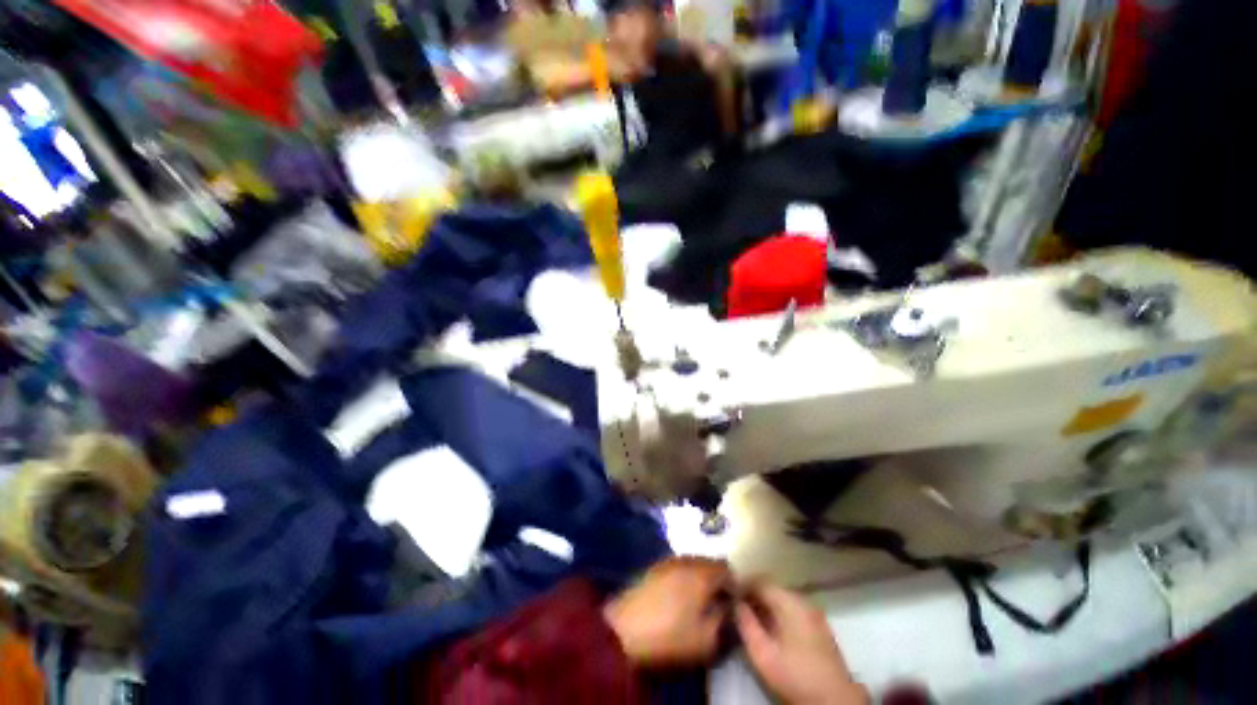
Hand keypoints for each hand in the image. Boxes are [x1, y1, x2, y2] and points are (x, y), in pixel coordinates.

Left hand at [603, 557, 732, 668]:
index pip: (727, 569)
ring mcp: (668, 561)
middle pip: (710, 563)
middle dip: (717, 579)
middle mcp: (687, 560)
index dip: (734, 585)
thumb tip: (729, 608)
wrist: (624, 629)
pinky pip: (678, 567)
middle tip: (717, 602)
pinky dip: (684, 578)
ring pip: (693, 564)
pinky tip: (679, 597)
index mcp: (703, 573)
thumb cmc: (670, 634)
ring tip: (699, 601)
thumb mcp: (706, 639)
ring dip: (700, 578)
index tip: (734, 603)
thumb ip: (724, 621)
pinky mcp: (654, 568)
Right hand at [735, 582, 868, 704]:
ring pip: (783, 597)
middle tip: (737, 605)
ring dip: (765, 603)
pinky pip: (793, 608)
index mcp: (791, 603)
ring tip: (750, 615)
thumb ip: (746, 624)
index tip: (729, 592)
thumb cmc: (795, 676)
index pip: (761, 581)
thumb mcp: (763, 654)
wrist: (834, 701)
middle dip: (753, 593)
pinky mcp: (819, 625)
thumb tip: (736, 603)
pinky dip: (778, 611)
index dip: (743, 584)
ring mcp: (814, 612)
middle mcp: (804, 601)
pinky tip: (770, 626)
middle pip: (773, 587)